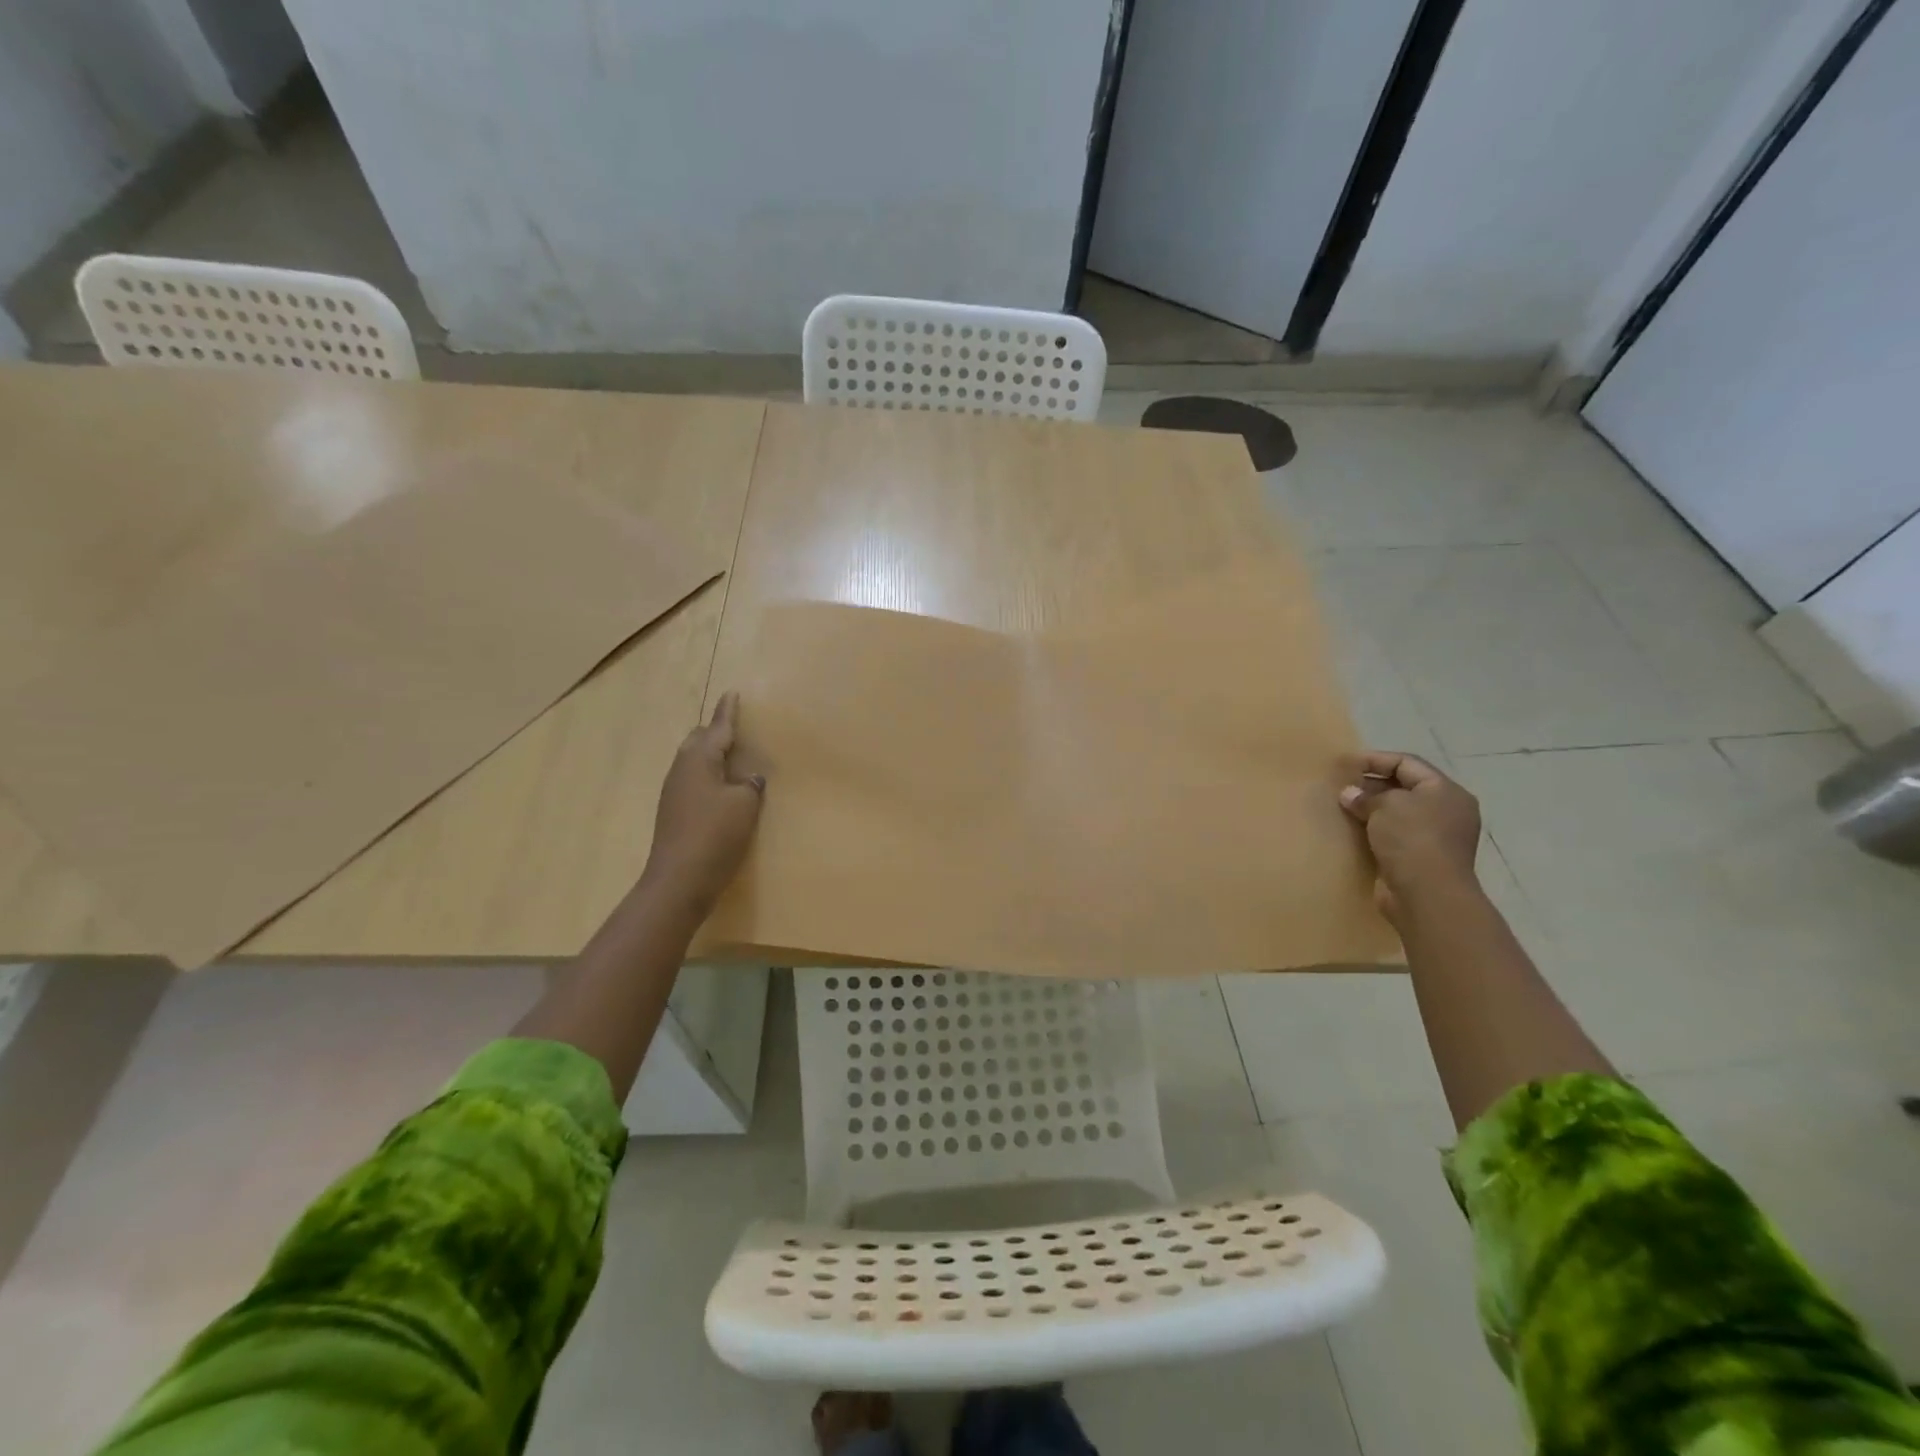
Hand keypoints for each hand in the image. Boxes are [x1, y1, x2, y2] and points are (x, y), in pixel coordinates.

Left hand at [641, 692, 765, 917]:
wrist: (679, 880)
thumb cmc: (715, 834)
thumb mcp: (744, 804)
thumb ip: (750, 785)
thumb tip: (748, 779)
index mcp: (699, 759)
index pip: (718, 728)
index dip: (728, 711)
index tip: (733, 692)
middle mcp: (681, 769)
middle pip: (698, 740)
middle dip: (715, 732)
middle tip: (736, 730)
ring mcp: (673, 792)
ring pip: (693, 762)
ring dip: (711, 757)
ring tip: (732, 759)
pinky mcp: (673, 813)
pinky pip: (693, 782)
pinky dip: (708, 777)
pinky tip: (721, 790)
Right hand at [1338, 751, 1480, 921]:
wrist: (1427, 895)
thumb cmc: (1412, 839)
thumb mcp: (1386, 806)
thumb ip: (1366, 795)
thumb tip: (1349, 794)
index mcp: (1446, 791)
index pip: (1407, 763)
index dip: (1375, 759)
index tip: (1344, 763)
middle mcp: (1446, 811)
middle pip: (1404, 787)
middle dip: (1371, 784)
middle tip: (1341, 785)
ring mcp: (1435, 837)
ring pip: (1398, 813)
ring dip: (1371, 809)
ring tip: (1343, 806)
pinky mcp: (1421, 858)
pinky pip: (1394, 835)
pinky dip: (1375, 830)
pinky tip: (1354, 831)